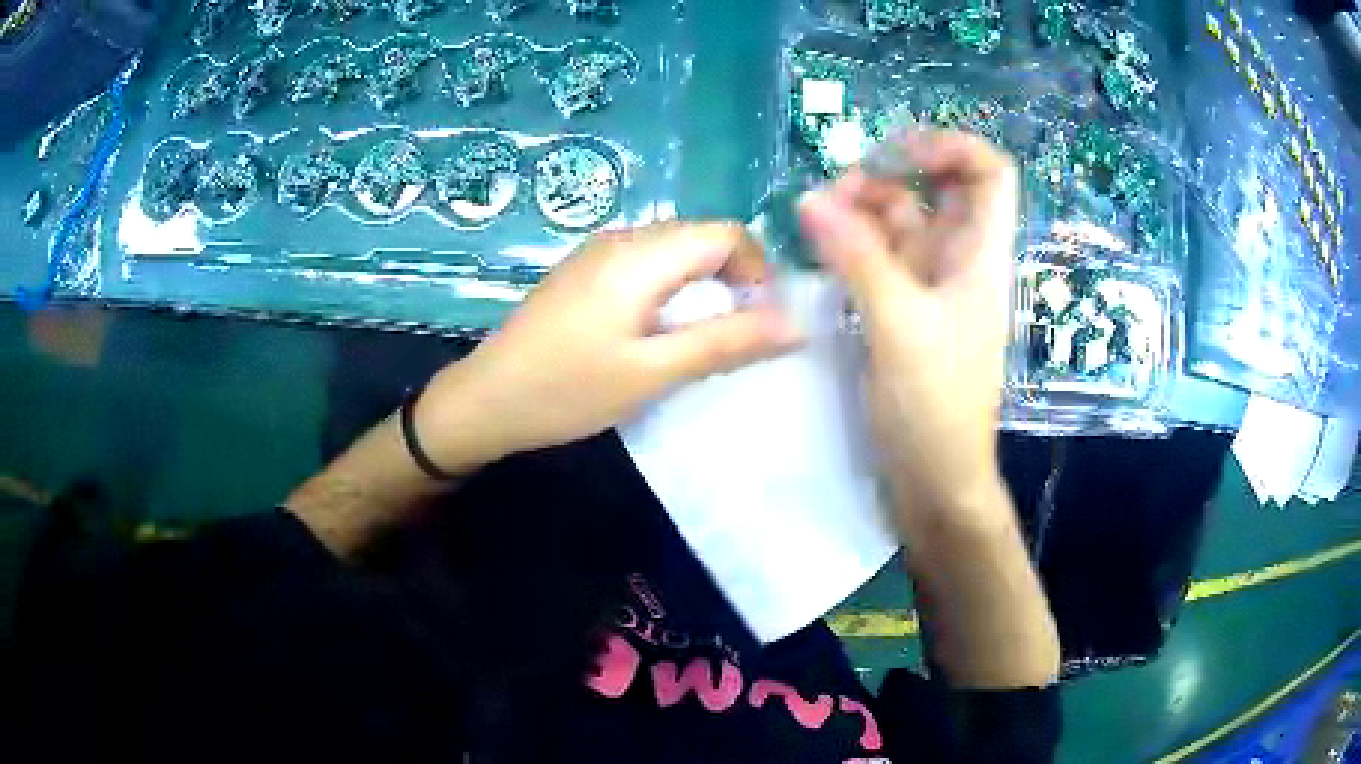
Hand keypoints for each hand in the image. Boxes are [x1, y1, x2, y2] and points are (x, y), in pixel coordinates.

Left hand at [414, 221, 801, 471]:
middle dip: (734, 279)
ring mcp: (598, 251)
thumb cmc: (567, 390)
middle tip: (735, 337)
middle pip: (701, 238)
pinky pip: (647, 264)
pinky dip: (672, 290)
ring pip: (675, 251)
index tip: (760, 323)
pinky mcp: (584, 270)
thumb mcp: (652, 373)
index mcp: (640, 254)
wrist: (485, 400)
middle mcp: (621, 238)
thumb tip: (796, 324)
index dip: (759, 272)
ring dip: (702, 287)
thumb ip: (726, 343)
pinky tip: (658, 331)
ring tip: (700, 339)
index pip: (727, 233)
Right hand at [799, 130, 1018, 528]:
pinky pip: (879, 258)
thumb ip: (858, 258)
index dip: (951, 147)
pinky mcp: (904, 310)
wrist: (936, 479)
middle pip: (935, 190)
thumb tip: (810, 198)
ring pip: (901, 223)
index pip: (989, 174)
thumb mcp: (899, 327)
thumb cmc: (935, 407)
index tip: (896, 152)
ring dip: (861, 210)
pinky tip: (820, 250)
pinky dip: (852, 245)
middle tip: (836, 194)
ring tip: (814, 221)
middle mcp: (959, 261)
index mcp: (981, 256)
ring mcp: (930, 285)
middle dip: (887, 177)